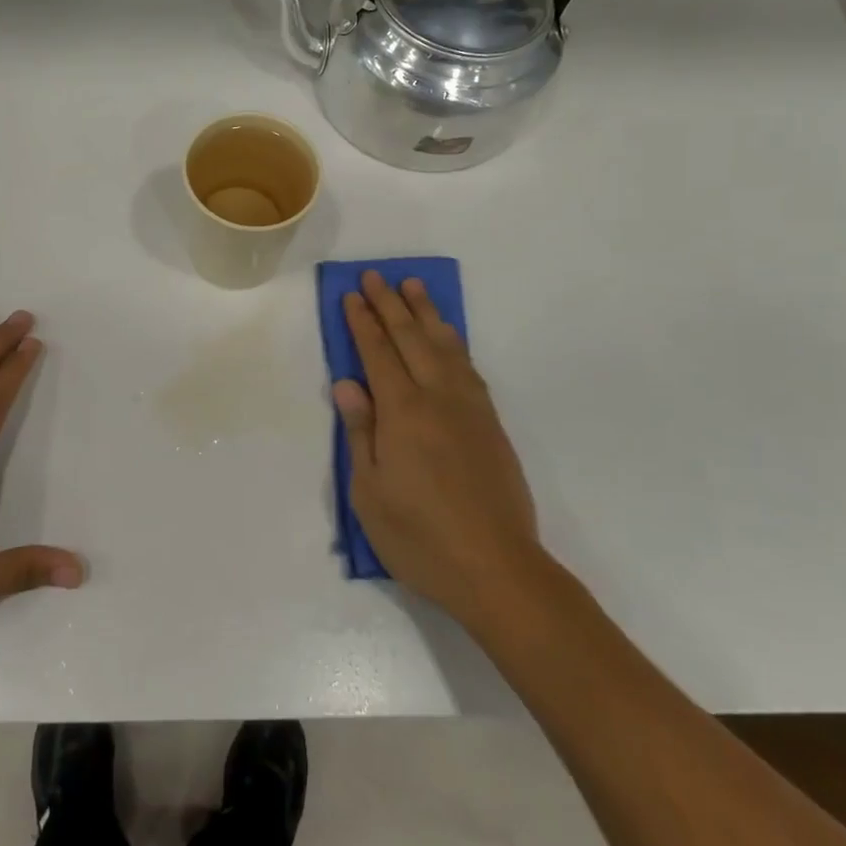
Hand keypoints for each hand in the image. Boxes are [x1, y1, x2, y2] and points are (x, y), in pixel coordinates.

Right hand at [335, 272, 540, 622]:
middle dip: (391, 305)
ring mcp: (470, 410)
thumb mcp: (369, 492)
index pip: (378, 354)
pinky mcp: (491, 425)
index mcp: (402, 413)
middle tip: (377, 276)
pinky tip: (448, 338)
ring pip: (445, 346)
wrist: (497, 569)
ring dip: (427, 314)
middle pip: (411, 339)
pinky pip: (469, 368)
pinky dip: (454, 343)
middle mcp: (438, 399)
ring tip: (414, 287)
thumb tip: (348, 384)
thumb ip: (360, 432)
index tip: (352, 294)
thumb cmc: (419, 537)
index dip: (363, 322)